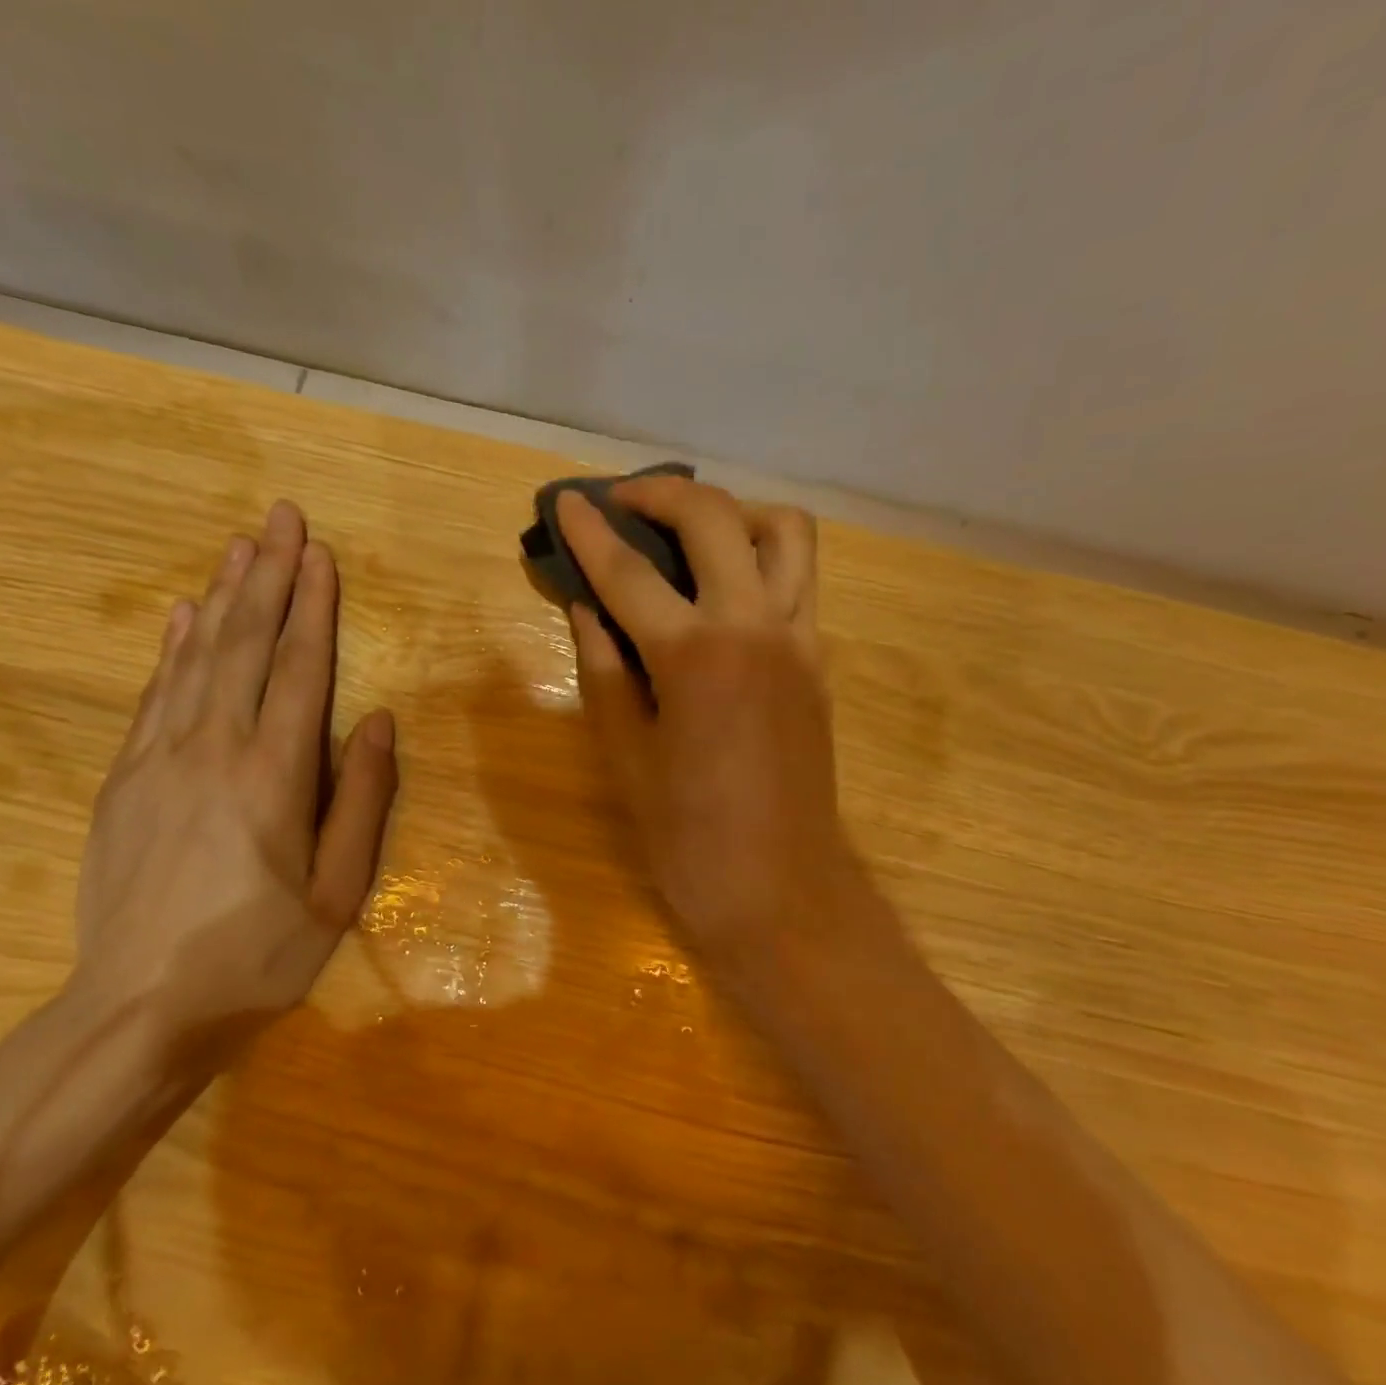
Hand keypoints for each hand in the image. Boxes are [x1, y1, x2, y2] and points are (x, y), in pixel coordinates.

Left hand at [69, 500, 397, 1052]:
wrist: (139, 1008)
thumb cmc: (258, 955)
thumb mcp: (338, 891)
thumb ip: (362, 799)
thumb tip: (376, 720)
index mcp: (274, 776)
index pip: (298, 670)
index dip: (313, 608)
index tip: (320, 553)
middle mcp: (213, 749)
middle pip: (244, 645)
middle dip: (268, 576)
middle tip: (280, 517)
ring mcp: (158, 760)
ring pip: (197, 658)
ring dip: (223, 597)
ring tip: (240, 546)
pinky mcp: (123, 780)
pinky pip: (154, 695)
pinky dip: (173, 648)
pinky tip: (184, 616)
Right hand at [557, 479, 851, 960]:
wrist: (781, 890)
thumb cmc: (688, 837)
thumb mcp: (626, 755)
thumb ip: (604, 670)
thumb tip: (587, 610)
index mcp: (695, 656)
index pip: (630, 573)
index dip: (591, 533)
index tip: (566, 500)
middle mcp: (756, 627)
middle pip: (715, 519)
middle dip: (663, 494)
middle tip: (623, 502)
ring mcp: (800, 639)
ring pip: (785, 531)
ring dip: (733, 512)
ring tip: (690, 531)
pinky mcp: (819, 661)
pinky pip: (799, 579)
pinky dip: (761, 557)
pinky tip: (722, 587)